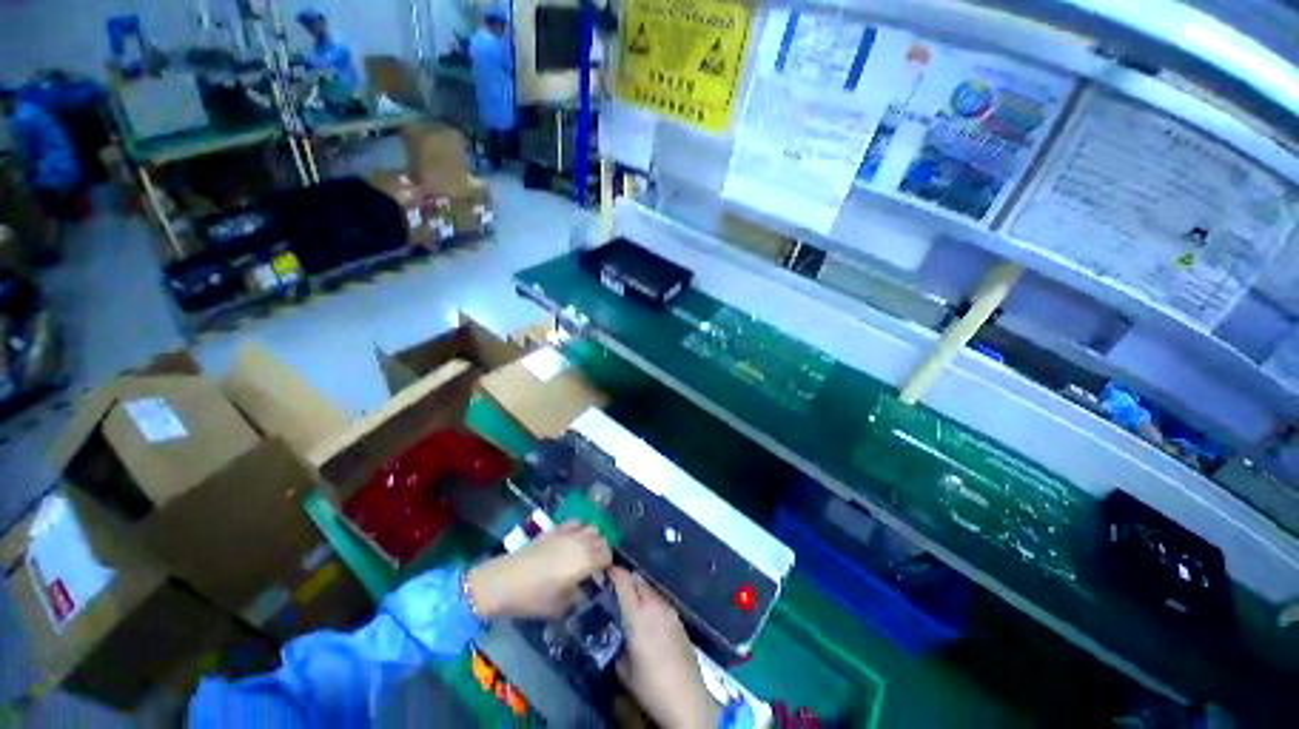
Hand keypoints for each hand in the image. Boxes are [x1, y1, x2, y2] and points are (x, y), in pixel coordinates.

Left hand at [466, 521, 611, 619]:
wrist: (504, 581)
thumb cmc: (534, 597)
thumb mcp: (560, 606)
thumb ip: (578, 595)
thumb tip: (584, 588)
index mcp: (586, 561)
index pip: (607, 556)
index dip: (607, 566)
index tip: (600, 578)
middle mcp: (581, 542)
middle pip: (601, 540)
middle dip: (601, 551)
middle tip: (593, 567)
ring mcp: (567, 533)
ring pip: (591, 528)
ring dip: (592, 539)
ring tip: (583, 553)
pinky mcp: (555, 529)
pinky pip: (575, 523)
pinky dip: (578, 529)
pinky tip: (570, 540)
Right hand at [610, 567, 718, 728]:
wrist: (687, 698)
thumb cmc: (650, 685)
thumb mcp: (623, 669)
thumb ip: (617, 643)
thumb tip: (616, 633)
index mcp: (637, 614)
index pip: (624, 581)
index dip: (614, 572)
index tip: (605, 571)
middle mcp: (654, 605)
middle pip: (639, 581)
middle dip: (627, 581)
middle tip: (616, 590)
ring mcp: (669, 611)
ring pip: (651, 591)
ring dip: (640, 593)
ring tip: (631, 606)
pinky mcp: (679, 619)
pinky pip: (661, 603)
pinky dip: (651, 604)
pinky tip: (648, 621)